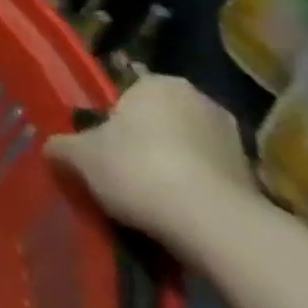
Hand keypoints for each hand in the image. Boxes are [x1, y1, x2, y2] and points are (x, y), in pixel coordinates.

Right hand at [46, 75, 256, 244]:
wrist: (214, 224)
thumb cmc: (138, 169)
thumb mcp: (80, 156)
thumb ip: (62, 146)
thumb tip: (54, 148)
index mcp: (159, 83)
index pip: (127, 93)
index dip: (110, 121)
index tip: (101, 147)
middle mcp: (200, 100)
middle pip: (158, 120)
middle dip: (142, 141)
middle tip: (119, 171)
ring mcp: (233, 139)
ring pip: (185, 148)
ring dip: (170, 166)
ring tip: (147, 198)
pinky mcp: (253, 177)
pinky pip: (209, 176)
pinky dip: (193, 189)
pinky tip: (175, 212)